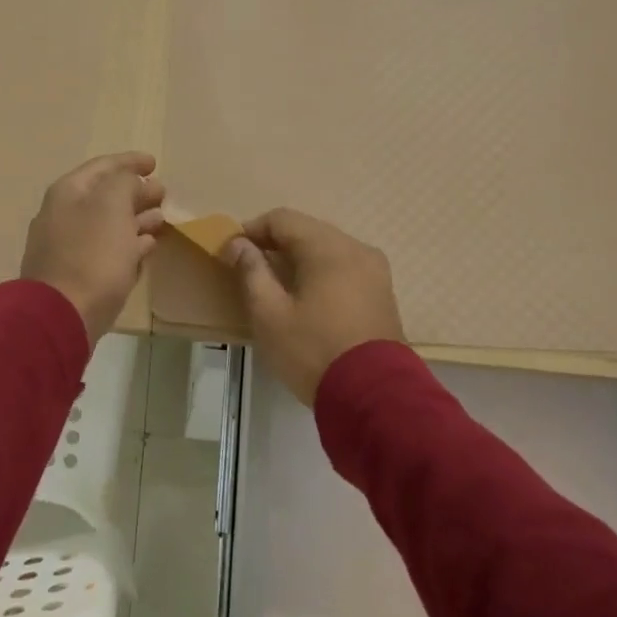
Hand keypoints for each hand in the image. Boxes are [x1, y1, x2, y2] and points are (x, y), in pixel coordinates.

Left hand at [20, 153, 167, 345]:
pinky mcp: (78, 276)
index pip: (103, 166)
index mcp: (68, 193)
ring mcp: (68, 247)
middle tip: (162, 193)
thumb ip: (125, 184)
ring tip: (161, 219)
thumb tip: (135, 184)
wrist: (62, 315)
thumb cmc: (91, 254)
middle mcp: (64, 215)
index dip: (130, 161)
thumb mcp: (112, 206)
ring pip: (108, 224)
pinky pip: (107, 251)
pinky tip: (147, 246)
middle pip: (105, 196)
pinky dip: (128, 244)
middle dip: (135, 191)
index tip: (155, 162)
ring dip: (135, 218)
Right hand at [222, 208, 405, 405]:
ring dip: (300, 258)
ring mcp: (376, 271)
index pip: (283, 219)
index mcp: (328, 248)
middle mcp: (357, 249)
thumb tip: (239, 244)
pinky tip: (308, 297)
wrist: (374, 396)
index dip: (253, 230)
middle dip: (276, 243)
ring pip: (329, 249)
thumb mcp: (270, 314)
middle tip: (251, 267)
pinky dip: (322, 272)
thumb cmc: (313, 351)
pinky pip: (346, 268)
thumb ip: (252, 272)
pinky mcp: (383, 293)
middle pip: (309, 230)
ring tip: (277, 284)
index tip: (232, 251)